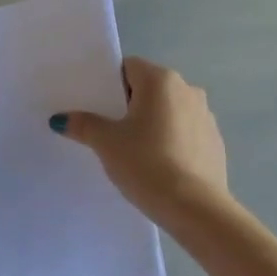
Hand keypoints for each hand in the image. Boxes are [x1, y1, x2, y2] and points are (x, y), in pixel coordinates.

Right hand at [51, 57, 228, 222]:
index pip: (129, 67)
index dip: (109, 84)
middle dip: (129, 104)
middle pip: (149, 88)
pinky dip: (170, 140)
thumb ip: (83, 125)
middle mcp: (188, 90)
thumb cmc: (146, 163)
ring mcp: (206, 116)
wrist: (194, 208)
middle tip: (108, 129)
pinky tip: (158, 165)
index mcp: (161, 80)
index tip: (96, 107)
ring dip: (152, 122)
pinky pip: (185, 131)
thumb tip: (60, 119)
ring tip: (133, 150)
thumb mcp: (106, 143)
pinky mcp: (215, 142)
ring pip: (169, 110)